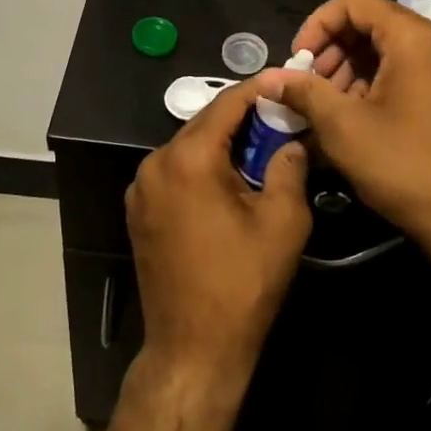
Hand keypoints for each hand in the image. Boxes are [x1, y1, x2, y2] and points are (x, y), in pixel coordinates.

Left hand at [125, 79, 312, 391]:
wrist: (193, 349)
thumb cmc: (243, 283)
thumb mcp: (283, 221)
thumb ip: (289, 166)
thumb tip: (292, 141)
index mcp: (187, 158)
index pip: (227, 104)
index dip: (259, 89)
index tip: (286, 81)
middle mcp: (155, 163)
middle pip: (205, 123)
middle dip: (243, 117)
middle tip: (280, 116)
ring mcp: (141, 188)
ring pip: (189, 147)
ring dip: (222, 143)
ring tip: (260, 147)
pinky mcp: (138, 210)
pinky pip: (175, 171)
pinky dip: (202, 166)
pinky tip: (230, 180)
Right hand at [256, 0, 430, 265]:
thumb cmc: (406, 167)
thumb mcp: (344, 128)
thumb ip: (303, 92)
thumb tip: (268, 78)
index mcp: (415, 38)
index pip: (354, 2)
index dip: (318, 25)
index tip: (298, 60)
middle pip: (373, 22)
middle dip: (333, 48)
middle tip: (309, 85)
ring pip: (390, 46)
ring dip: (352, 66)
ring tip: (328, 105)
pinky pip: (409, 66)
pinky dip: (377, 79)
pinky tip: (356, 113)